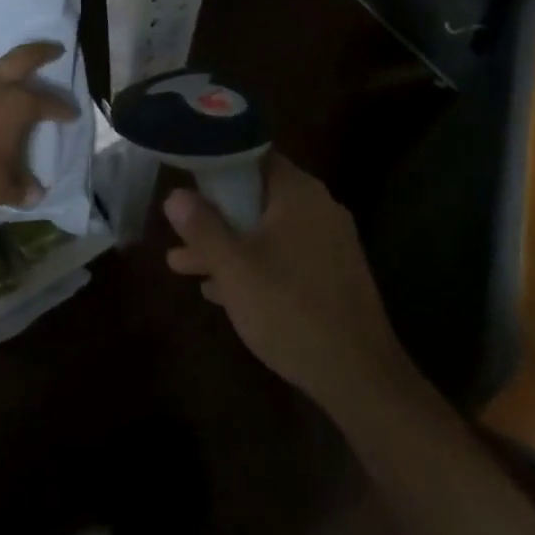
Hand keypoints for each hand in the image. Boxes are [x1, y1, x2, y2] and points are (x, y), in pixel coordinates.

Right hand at [164, 155, 411, 415]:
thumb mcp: (234, 268)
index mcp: (299, 193)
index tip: (184, 178)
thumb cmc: (289, 309)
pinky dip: (253, 265)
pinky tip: (220, 291)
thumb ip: (202, 227)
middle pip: (256, 198)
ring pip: (266, 232)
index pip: (253, 156)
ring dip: (227, 246)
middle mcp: (318, 208)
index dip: (215, 164)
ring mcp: (329, 243)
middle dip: (213, 216)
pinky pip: (284, 257)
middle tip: (176, 232)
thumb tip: (175, 194)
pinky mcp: (332, 275)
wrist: (360, 377)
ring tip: (181, 266)